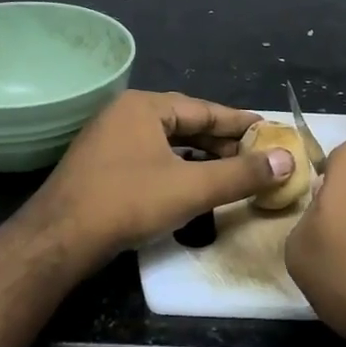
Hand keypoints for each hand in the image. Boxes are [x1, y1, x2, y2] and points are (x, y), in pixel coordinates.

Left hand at [31, 91, 293, 259]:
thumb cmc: (128, 202)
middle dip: (220, 140)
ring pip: (165, 141)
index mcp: (144, 106)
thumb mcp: (191, 188)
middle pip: (184, 123)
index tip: (268, 129)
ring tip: (229, 169)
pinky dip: (175, 166)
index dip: (238, 122)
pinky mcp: (100, 165)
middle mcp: (125, 114)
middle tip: (255, 154)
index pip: (204, 109)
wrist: (57, 240)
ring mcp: (108, 139)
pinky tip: (190, 183)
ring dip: (198, 155)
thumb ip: (241, 174)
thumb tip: (287, 161)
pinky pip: (149, 156)